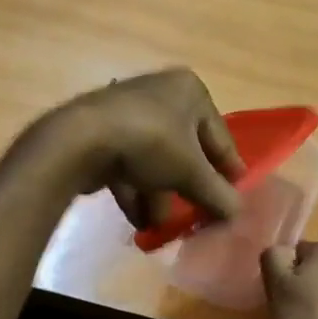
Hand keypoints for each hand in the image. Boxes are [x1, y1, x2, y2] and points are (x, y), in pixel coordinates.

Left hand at [37, 68, 243, 229]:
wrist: (79, 139)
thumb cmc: (151, 143)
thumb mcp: (192, 173)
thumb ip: (218, 195)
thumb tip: (237, 214)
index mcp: (190, 91)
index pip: (220, 137)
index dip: (229, 171)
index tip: (235, 198)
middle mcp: (161, 93)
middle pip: (186, 150)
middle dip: (189, 188)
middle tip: (197, 215)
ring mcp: (129, 112)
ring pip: (156, 160)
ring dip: (161, 196)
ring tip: (162, 227)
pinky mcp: (102, 132)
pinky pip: (129, 164)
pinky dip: (136, 191)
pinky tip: (140, 221)